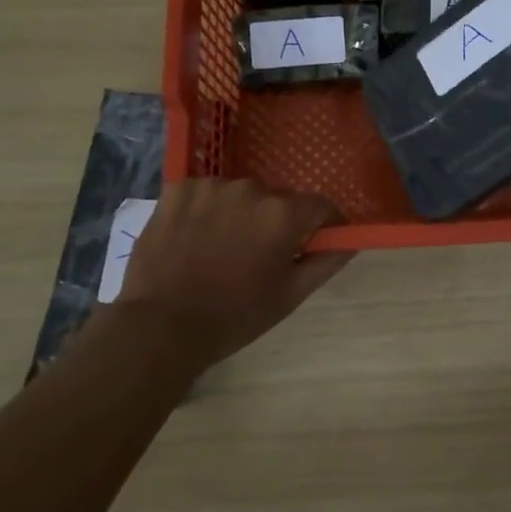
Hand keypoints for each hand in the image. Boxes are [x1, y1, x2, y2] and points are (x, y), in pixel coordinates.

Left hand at [117, 178, 353, 369]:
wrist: (161, 325)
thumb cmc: (234, 316)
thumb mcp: (289, 296)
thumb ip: (325, 262)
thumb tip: (349, 241)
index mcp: (283, 215)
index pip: (320, 206)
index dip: (323, 225)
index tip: (316, 243)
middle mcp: (251, 189)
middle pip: (278, 200)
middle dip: (276, 222)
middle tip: (260, 256)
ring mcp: (211, 186)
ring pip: (241, 196)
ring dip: (240, 215)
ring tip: (222, 249)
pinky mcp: (178, 188)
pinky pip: (206, 194)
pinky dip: (207, 210)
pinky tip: (195, 238)